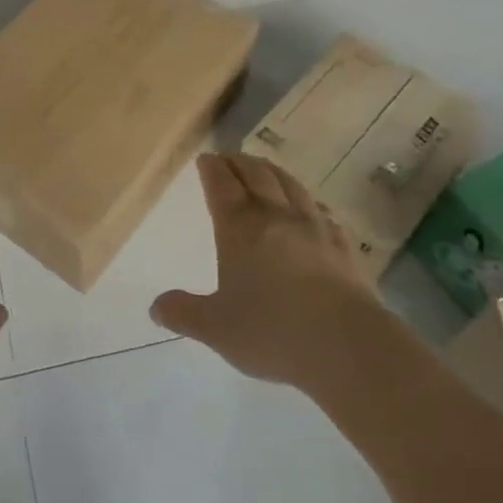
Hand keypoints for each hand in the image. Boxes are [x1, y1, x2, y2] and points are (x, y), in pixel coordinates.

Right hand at [151, 153, 375, 391]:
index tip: (205, 158)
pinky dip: (309, 202)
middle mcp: (275, 216)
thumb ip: (184, 313)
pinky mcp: (343, 246)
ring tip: (264, 169)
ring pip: (291, 185)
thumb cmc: (270, 330)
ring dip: (273, 172)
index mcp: (239, 227)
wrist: (346, 344)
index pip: (221, 185)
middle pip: (256, 175)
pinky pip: (322, 212)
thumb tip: (156, 308)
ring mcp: (314, 228)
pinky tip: (311, 209)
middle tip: (229, 158)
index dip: (211, 169)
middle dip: (239, 163)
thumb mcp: (215, 328)